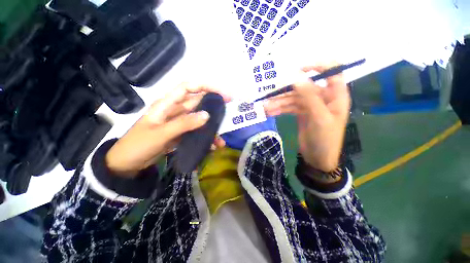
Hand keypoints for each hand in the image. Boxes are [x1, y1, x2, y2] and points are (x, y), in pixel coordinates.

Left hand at [105, 83, 230, 176]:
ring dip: (211, 127)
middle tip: (230, 111)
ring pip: (199, 119)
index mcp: (167, 104)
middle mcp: (175, 110)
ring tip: (221, 138)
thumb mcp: (160, 134)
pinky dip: (205, 138)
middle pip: (198, 103)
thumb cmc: (138, 145)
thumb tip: (207, 116)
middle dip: (214, 106)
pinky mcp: (181, 134)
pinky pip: (196, 132)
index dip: (206, 86)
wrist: (127, 165)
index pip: (189, 87)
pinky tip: (212, 146)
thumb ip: (183, 124)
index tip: (222, 94)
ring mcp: (179, 123)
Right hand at [264, 64, 350, 170]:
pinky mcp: (301, 113)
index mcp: (335, 95)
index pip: (332, 72)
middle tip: (271, 94)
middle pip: (304, 88)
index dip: (318, 66)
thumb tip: (297, 77)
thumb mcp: (319, 117)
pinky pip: (289, 107)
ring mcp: (311, 106)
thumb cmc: (325, 139)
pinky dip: (280, 109)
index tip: (298, 69)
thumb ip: (309, 97)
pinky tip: (270, 112)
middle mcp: (323, 97)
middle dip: (287, 92)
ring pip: (294, 99)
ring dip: (279, 102)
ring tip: (266, 107)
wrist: (318, 158)